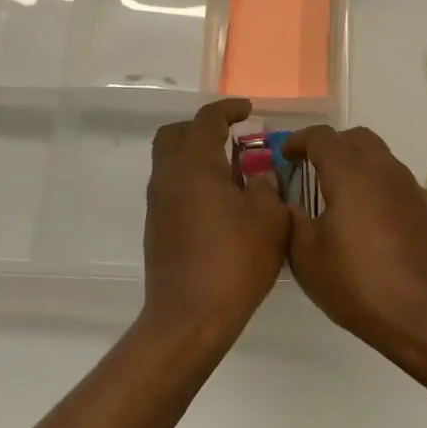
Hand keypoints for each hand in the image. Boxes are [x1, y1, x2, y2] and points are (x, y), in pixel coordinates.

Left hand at [143, 98, 290, 345]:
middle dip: (202, 128)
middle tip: (232, 137)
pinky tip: (222, 205)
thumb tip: (258, 176)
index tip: (249, 110)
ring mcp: (158, 204)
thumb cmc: (234, 260)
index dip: (228, 109)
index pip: (207, 119)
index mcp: (195, 164)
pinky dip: (193, 183)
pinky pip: (173, 189)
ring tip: (234, 173)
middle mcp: (169, 176)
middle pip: (175, 134)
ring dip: (197, 157)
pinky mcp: (157, 229)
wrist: (189, 317)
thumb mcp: (269, 219)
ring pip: (171, 162)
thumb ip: (266, 187)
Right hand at [281, 126, 426, 356]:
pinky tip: (367, 222)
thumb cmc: (362, 285)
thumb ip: (294, 223)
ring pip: (380, 158)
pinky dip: (377, 187)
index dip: (299, 140)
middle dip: (331, 146)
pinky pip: (395, 182)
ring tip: (338, 198)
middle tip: (312, 169)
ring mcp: (410, 187)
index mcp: (351, 173)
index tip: (285, 156)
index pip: (322, 137)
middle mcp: (384, 170)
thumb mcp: (309, 259)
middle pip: (356, 138)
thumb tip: (289, 204)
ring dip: (357, 165)